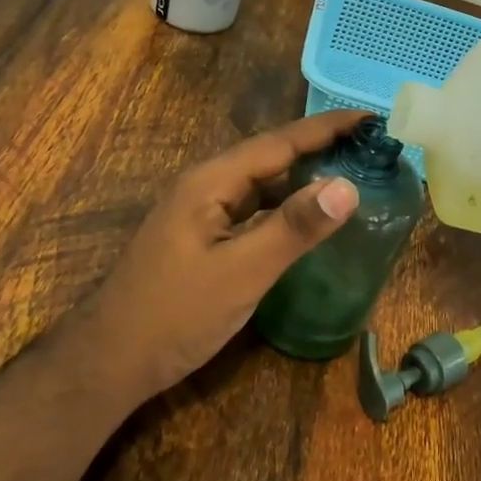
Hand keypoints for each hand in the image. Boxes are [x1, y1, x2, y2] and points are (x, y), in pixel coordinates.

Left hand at [82, 110, 369, 401]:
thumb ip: (294, 228)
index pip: (279, 142)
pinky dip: (284, 205)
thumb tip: (347, 186)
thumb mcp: (242, 272)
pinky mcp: (201, 238)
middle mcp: (205, 186)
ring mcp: (200, 212)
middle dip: (318, 146)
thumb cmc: (175, 314)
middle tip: (370, 146)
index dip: (326, 128)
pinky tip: (305, 216)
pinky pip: (251, 208)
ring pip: (260, 183)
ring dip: (302, 175)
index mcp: (211, 182)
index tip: (370, 118)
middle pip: (270, 156)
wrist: (110, 362)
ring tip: (349, 172)